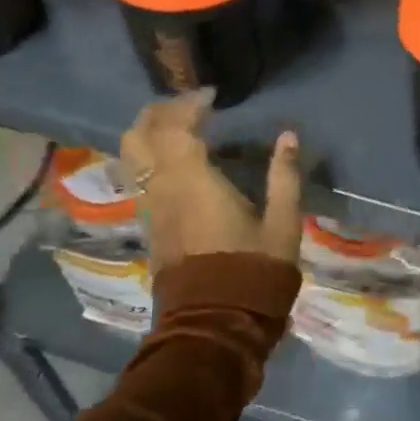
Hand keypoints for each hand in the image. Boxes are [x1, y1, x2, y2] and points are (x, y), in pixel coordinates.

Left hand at [120, 90, 302, 267]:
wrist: (216, 325)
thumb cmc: (253, 271)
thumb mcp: (282, 223)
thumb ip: (285, 176)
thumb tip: (288, 136)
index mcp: (192, 182)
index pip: (175, 127)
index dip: (189, 104)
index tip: (213, 95)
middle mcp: (161, 189)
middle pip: (138, 136)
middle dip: (159, 112)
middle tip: (189, 105)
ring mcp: (150, 209)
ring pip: (131, 157)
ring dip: (150, 133)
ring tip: (180, 127)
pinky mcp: (150, 227)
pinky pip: (139, 178)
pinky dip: (150, 157)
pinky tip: (176, 161)